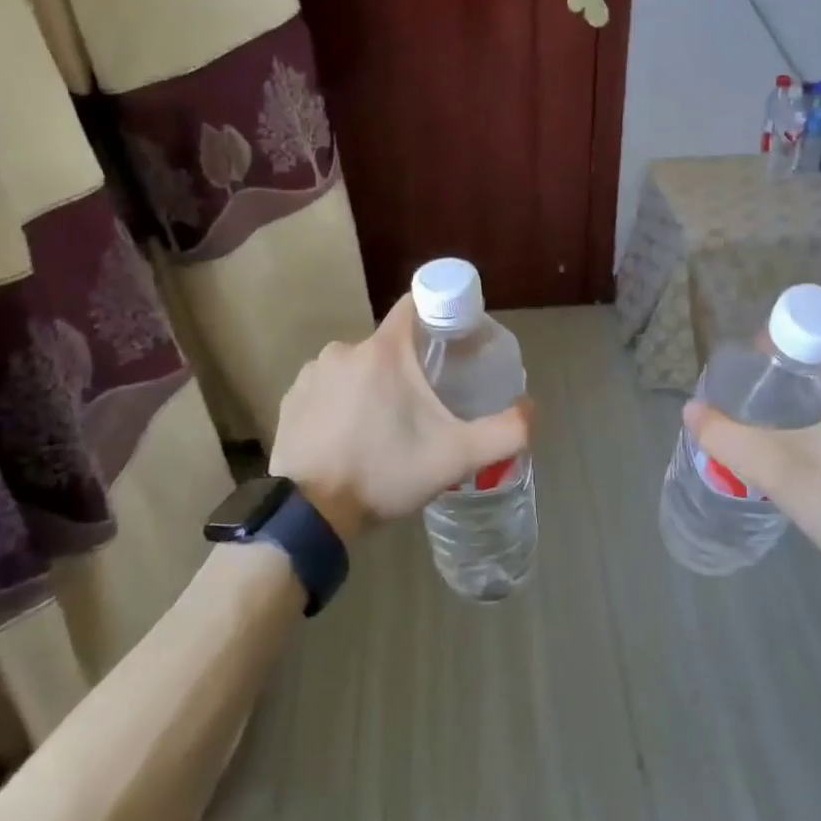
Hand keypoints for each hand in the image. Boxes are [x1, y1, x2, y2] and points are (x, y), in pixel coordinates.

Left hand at [268, 296, 530, 543]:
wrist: (310, 515)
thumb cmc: (385, 474)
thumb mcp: (456, 458)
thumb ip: (504, 433)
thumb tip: (529, 409)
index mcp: (384, 350)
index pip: (415, 305)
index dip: (438, 315)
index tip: (452, 342)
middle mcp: (345, 349)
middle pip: (389, 345)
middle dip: (408, 369)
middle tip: (421, 408)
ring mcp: (312, 372)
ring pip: (358, 367)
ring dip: (373, 387)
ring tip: (383, 428)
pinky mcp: (291, 398)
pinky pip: (328, 387)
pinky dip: (341, 402)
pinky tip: (348, 437)